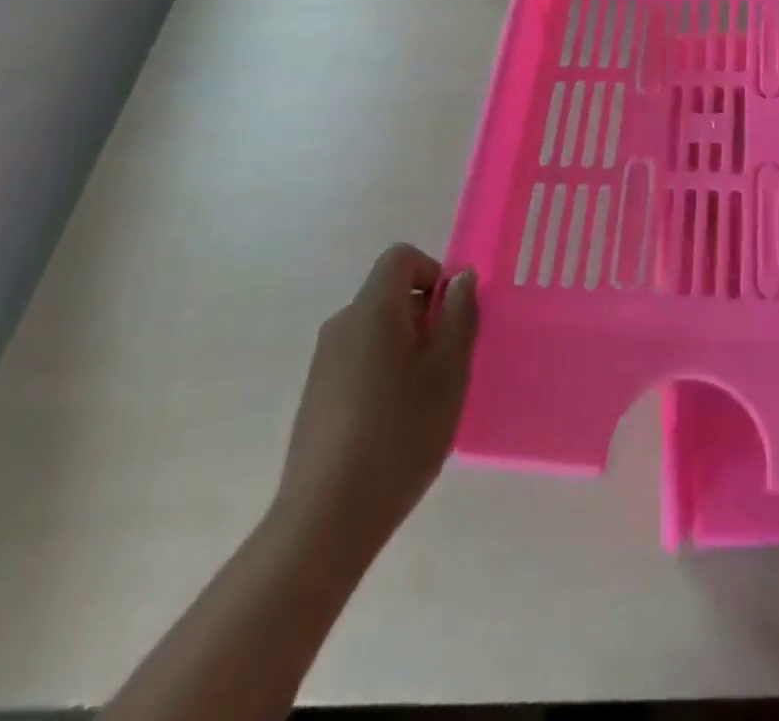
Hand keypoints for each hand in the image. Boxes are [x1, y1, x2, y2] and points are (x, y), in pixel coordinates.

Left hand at [271, 244, 477, 561]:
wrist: (325, 520)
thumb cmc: (399, 434)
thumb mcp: (448, 372)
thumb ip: (459, 316)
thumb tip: (461, 278)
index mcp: (372, 310)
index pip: (401, 258)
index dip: (433, 274)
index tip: (451, 318)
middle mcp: (342, 324)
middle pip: (390, 294)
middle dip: (426, 318)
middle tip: (447, 367)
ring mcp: (324, 361)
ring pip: (378, 330)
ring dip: (408, 348)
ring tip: (424, 401)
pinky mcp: (317, 394)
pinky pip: (361, 359)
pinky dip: (385, 372)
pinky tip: (394, 423)